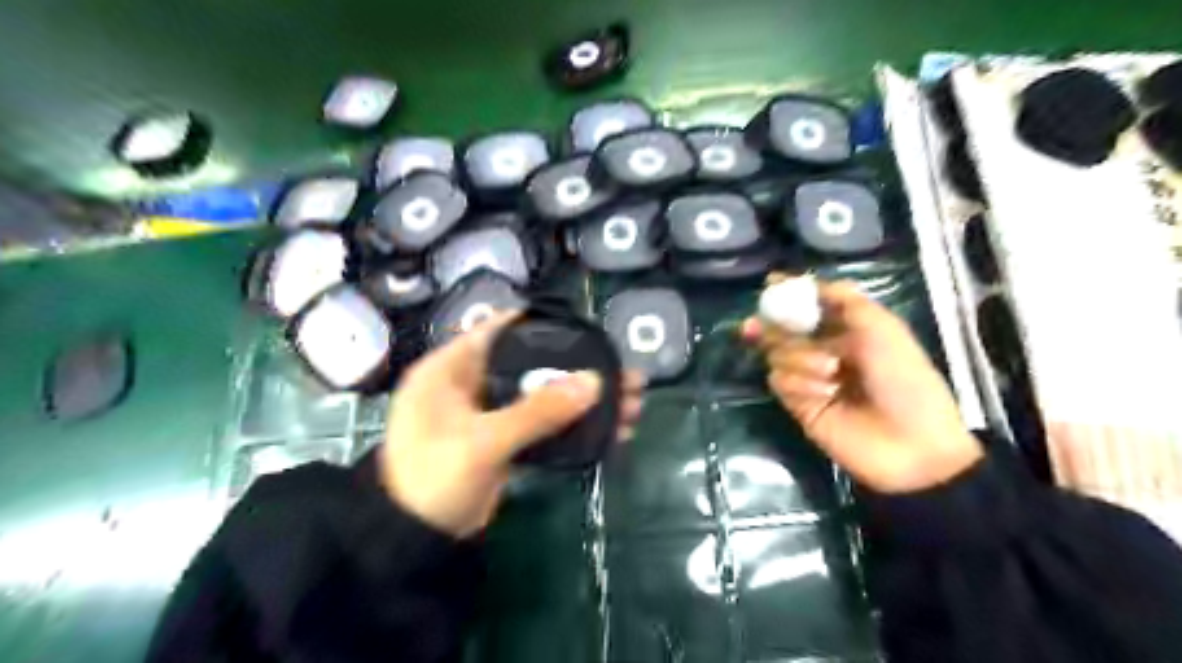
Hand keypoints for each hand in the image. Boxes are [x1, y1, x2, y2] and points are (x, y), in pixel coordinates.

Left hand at [379, 313, 645, 535]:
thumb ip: (538, 411)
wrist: (416, 543)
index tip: (584, 329)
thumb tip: (595, 382)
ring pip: (543, 396)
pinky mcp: (503, 441)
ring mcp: (489, 414)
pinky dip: (572, 426)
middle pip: (532, 365)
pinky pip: (543, 424)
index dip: (540, 325)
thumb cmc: (433, 479)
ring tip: (633, 403)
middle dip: (578, 369)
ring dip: (583, 400)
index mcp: (450, 369)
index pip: (498, 331)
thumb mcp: (483, 442)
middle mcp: (470, 383)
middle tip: (625, 375)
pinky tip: (611, 431)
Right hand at [742, 276, 984, 493]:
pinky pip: (779, 380)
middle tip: (754, 326)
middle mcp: (824, 349)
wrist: (911, 443)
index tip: (770, 284)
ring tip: (831, 374)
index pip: (810, 305)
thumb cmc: (904, 378)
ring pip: (778, 354)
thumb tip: (810, 282)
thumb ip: (845, 300)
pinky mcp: (799, 404)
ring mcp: (809, 378)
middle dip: (771, 324)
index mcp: (847, 329)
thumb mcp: (883, 328)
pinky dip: (797, 382)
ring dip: (800, 358)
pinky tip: (822, 393)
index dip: (790, 294)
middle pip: (783, 328)